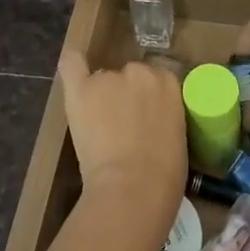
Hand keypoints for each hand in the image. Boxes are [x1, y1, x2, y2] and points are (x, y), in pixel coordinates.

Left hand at [57, 52, 186, 238]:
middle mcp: (139, 71)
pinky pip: (71, 62)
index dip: (147, 98)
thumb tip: (152, 121)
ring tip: (99, 130)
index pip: (155, 79)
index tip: (144, 117)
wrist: (134, 188)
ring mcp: (108, 78)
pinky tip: (72, 64)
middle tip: (123, 126)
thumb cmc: (165, 175)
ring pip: (103, 81)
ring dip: (102, 98)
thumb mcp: (178, 136)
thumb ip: (164, 115)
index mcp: (168, 82)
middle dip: (125, 97)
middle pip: (129, 76)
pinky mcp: (80, 90)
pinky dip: (72, 61)